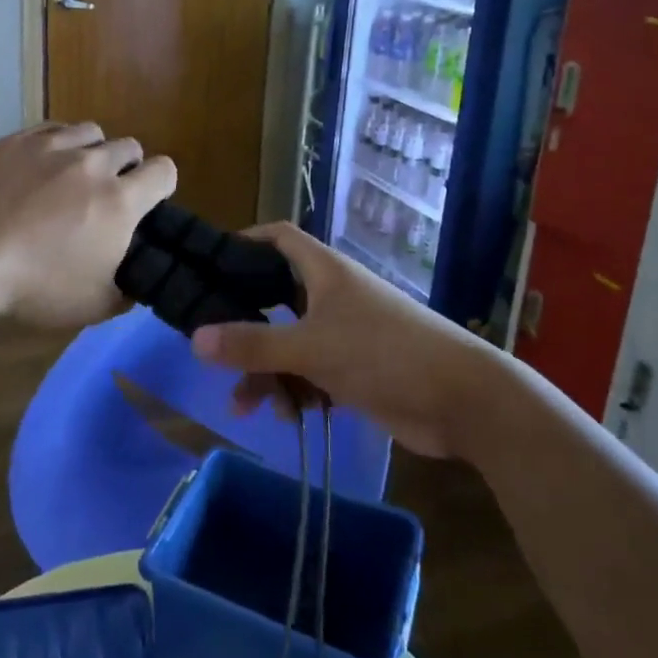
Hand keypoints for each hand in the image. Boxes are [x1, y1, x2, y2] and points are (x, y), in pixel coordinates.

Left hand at [0, 122, 175, 327]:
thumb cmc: (35, 288)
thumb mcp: (94, 305)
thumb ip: (127, 288)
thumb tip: (134, 278)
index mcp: (120, 201)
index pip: (164, 171)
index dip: (161, 185)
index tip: (147, 203)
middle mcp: (93, 164)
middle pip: (129, 146)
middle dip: (127, 168)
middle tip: (105, 195)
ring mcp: (52, 147)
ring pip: (91, 131)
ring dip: (93, 150)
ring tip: (74, 174)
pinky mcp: (16, 141)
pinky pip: (52, 129)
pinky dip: (57, 144)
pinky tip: (42, 165)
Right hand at [191, 223, 489, 458]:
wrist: (463, 401)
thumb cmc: (384, 354)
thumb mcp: (311, 348)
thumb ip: (252, 344)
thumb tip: (194, 338)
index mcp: (324, 272)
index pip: (279, 239)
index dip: (245, 243)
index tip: (211, 264)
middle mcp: (333, 295)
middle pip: (276, 298)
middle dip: (246, 326)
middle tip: (215, 348)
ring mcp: (346, 333)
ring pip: (291, 343)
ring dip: (267, 372)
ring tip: (245, 408)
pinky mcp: (357, 370)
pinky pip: (312, 373)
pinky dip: (296, 391)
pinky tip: (289, 418)